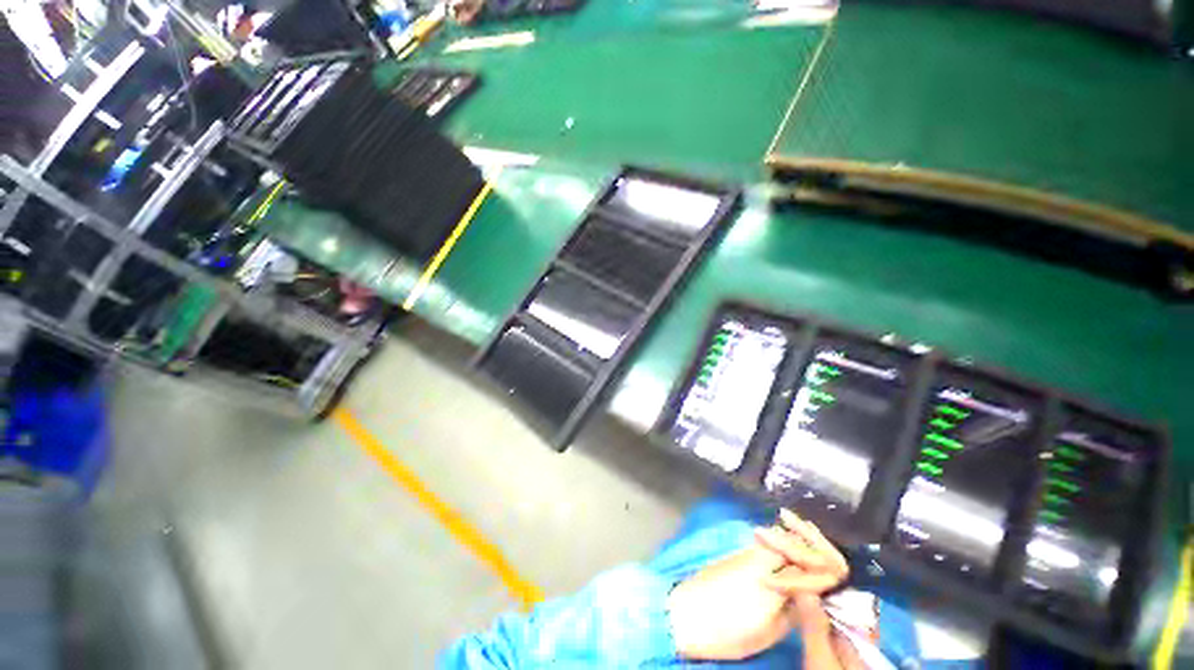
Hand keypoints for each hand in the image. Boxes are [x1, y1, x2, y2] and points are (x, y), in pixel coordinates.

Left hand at [666, 510, 848, 660]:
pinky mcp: (737, 553)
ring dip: (799, 541)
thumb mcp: (769, 630)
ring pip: (779, 537)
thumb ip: (795, 610)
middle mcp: (761, 555)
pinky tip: (788, 554)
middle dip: (816, 547)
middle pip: (794, 541)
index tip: (842, 578)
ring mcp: (746, 550)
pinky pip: (767, 542)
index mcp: (773, 576)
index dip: (829, 571)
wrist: (686, 613)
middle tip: (835, 559)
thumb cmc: (728, 629)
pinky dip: (782, 543)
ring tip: (816, 548)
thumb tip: (814, 598)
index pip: (811, 566)